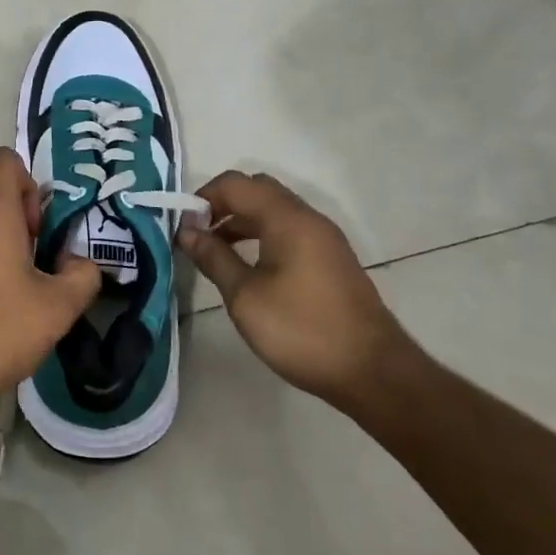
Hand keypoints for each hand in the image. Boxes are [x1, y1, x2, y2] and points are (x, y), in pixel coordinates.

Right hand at [177, 171, 422, 414]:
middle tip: (199, 236)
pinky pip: (289, 231)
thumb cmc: (301, 330)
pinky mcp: (331, 260)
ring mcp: (324, 239)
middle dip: (222, 205)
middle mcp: (308, 219)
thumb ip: (214, 258)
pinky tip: (248, 267)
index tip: (183, 229)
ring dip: (241, 221)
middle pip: (258, 190)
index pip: (236, 184)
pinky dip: (262, 236)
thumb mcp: (245, 297)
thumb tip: (187, 232)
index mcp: (287, 220)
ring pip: (275, 211)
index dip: (203, 198)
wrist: (372, 371)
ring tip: (216, 253)